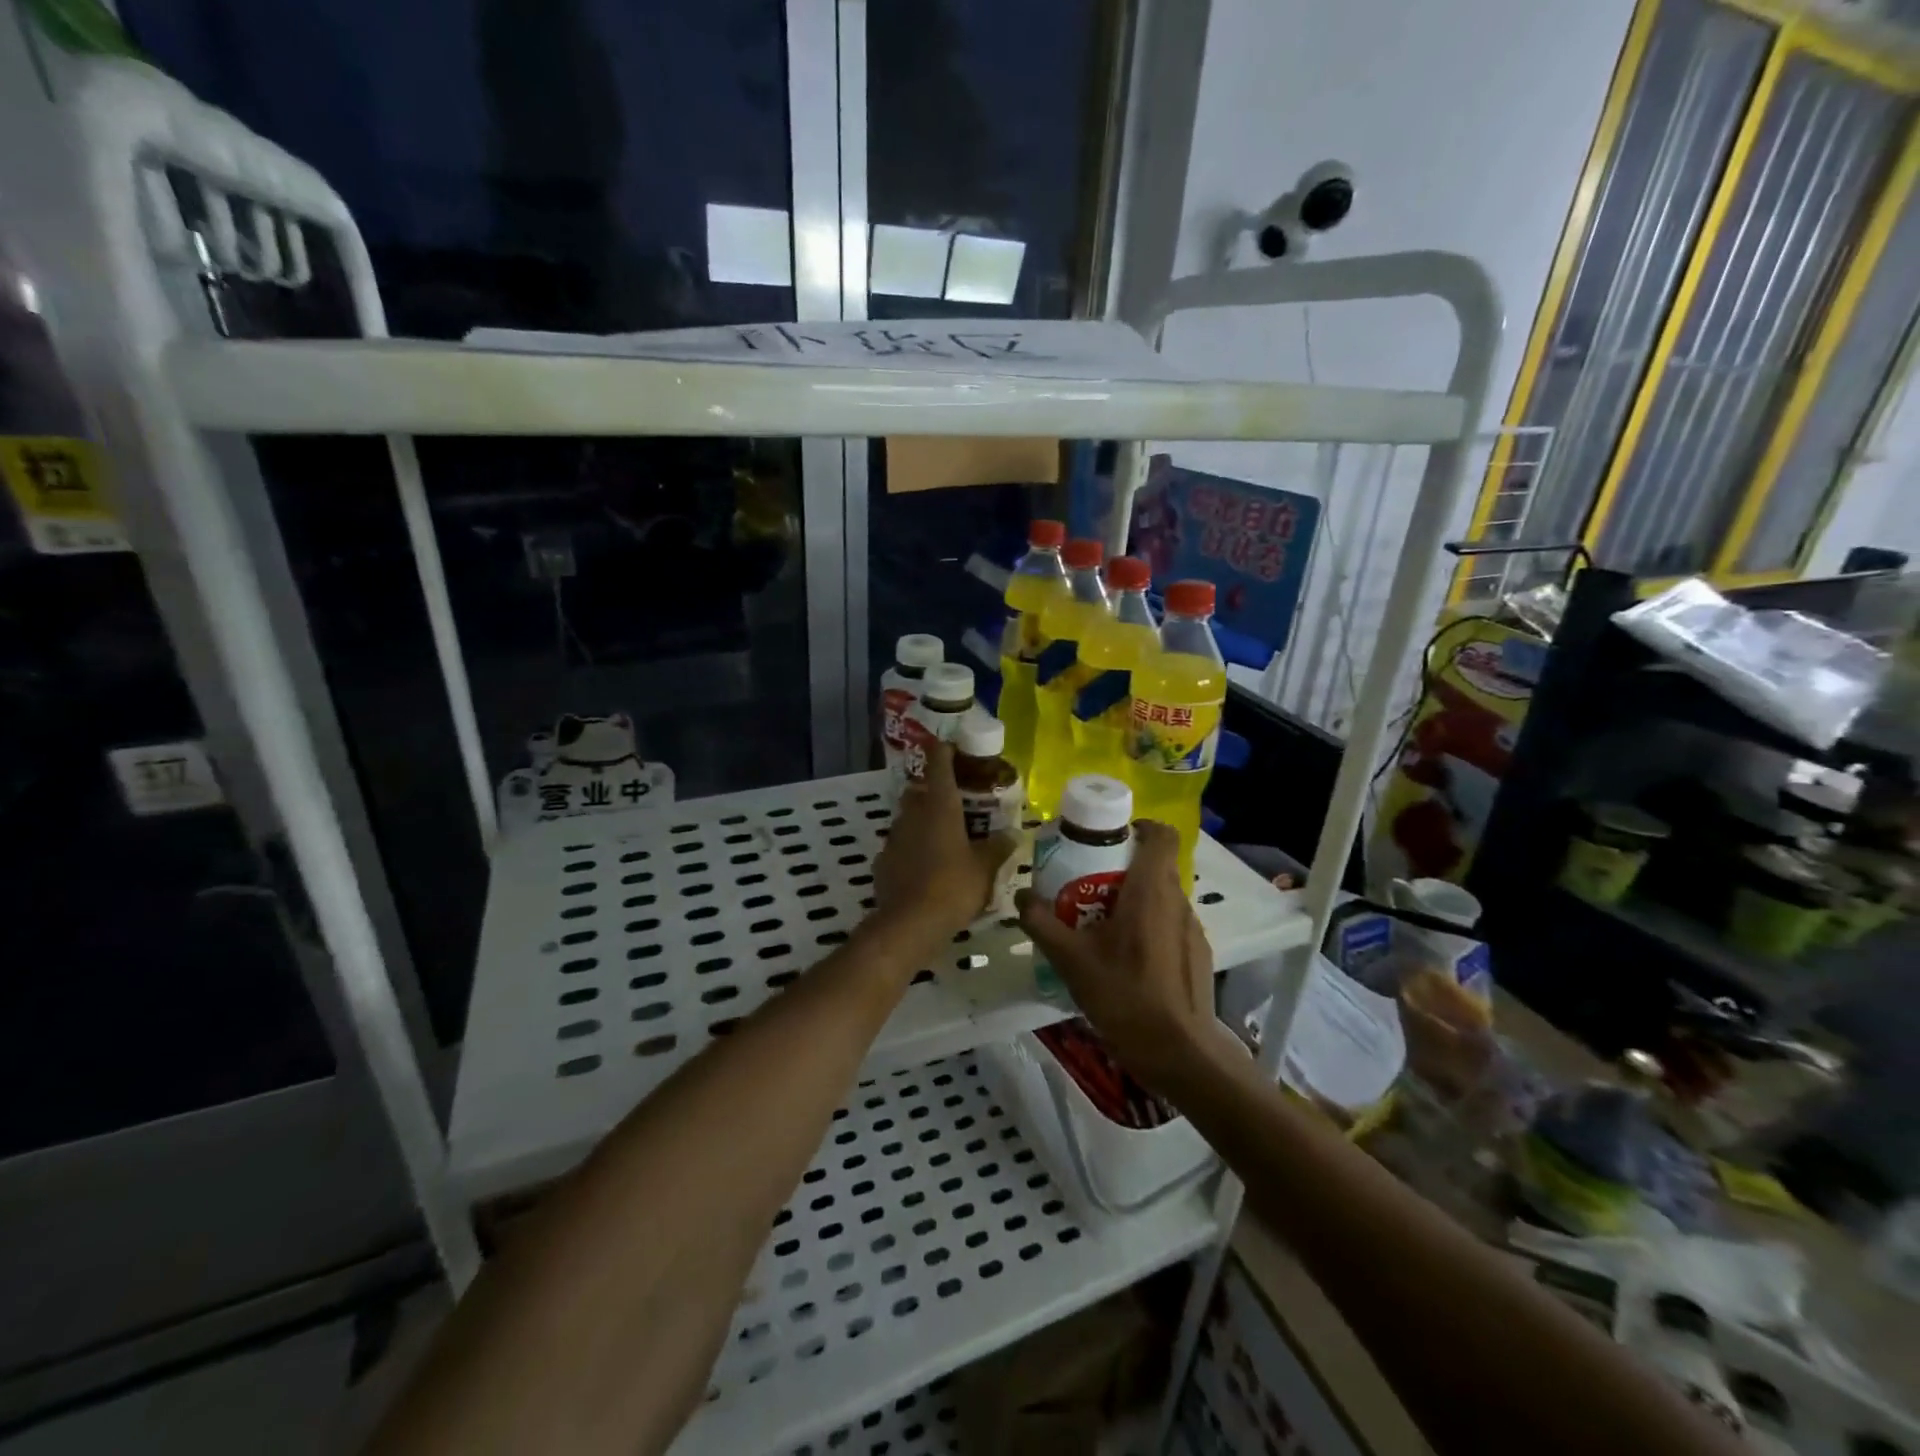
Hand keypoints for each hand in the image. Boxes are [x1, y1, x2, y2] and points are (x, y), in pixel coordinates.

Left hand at [871, 742, 1017, 955]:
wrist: (910, 924)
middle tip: (955, 802)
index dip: (944, 751)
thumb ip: (998, 847)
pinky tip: (924, 866)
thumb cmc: (954, 886)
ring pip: (907, 819)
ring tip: (943, 837)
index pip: (939, 765)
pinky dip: (911, 850)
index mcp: (940, 807)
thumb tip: (1013, 833)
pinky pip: (899, 847)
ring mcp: (893, 838)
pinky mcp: (882, 862)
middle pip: (919, 791)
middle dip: (933, 792)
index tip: (952, 746)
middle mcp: (913, 815)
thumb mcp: (985, 868)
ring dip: (922, 822)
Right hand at [1015, 821, 1215, 1089]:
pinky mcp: (1198, 954)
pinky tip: (1126, 957)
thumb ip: (1042, 922)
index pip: (1161, 834)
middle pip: (1156, 864)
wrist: (1178, 1052)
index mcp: (1151, 890)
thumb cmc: (1125, 995)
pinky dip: (1149, 925)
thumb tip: (1021, 895)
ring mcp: (1192, 929)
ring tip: (1102, 923)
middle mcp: (1177, 901)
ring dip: (1135, 897)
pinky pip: (1170, 923)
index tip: (1109, 837)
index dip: (1139, 826)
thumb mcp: (1071, 960)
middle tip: (1088, 883)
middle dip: (1123, 865)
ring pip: (1163, 896)